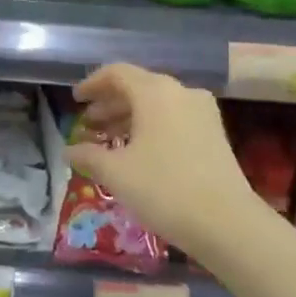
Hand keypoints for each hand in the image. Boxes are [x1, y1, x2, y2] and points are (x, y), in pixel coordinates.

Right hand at [67, 63, 260, 259]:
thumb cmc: (164, 189)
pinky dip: (151, 127)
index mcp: (155, 92)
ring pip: (157, 104)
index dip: (92, 84)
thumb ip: (88, 155)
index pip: (117, 73)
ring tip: (109, 140)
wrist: (227, 223)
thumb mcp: (116, 173)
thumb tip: (68, 151)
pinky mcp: (214, 134)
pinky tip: (139, 152)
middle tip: (88, 124)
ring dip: (130, 117)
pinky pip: (174, 118)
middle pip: (138, 86)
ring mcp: (202, 112)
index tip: (76, 101)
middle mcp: (180, 92)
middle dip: (109, 104)